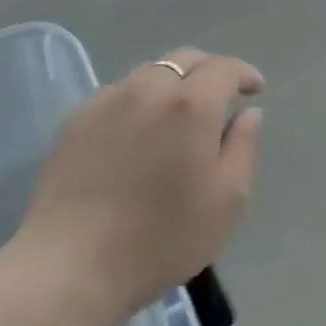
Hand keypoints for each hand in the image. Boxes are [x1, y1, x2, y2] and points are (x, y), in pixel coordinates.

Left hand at [16, 48, 263, 325]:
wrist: (70, 266)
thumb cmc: (161, 239)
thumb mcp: (227, 202)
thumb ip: (244, 148)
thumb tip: (248, 113)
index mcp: (190, 105)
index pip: (223, 68)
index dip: (243, 74)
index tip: (255, 90)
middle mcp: (148, 89)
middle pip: (184, 59)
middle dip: (208, 71)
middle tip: (220, 97)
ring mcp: (107, 101)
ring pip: (148, 73)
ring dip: (172, 84)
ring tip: (177, 115)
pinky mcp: (75, 121)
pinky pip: (117, 94)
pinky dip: (138, 101)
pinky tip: (136, 133)